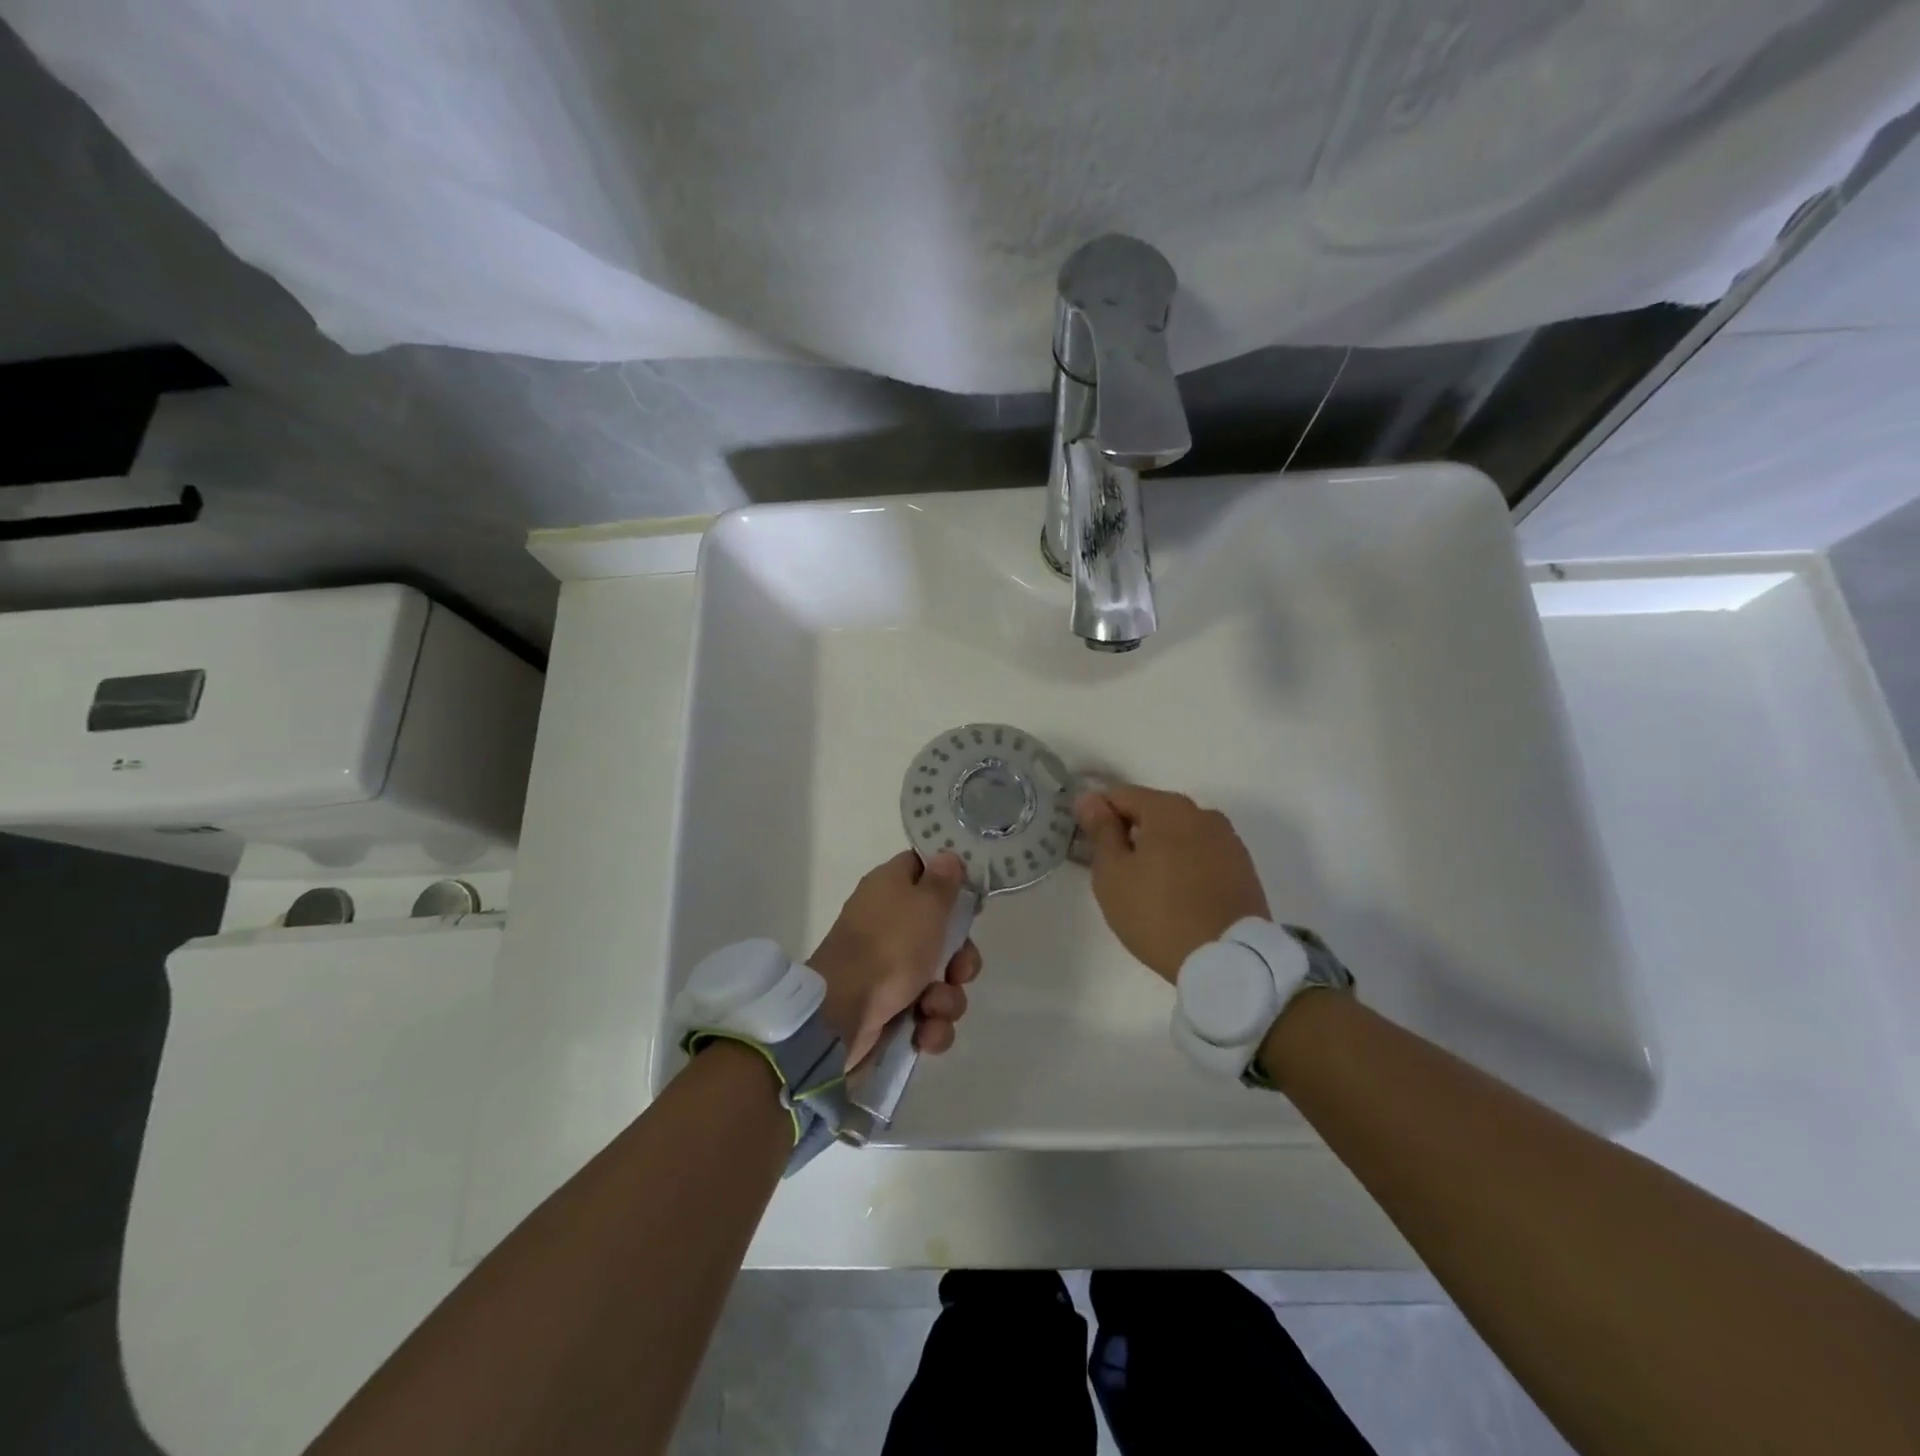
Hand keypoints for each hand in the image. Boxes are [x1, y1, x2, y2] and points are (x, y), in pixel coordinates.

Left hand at [810, 850, 980, 1065]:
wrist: (842, 1014)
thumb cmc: (888, 947)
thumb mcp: (925, 905)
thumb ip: (942, 881)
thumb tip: (947, 855)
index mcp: (890, 888)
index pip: (922, 870)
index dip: (949, 882)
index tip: (971, 898)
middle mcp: (888, 924)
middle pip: (943, 934)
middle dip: (961, 959)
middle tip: (958, 971)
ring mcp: (888, 969)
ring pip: (940, 979)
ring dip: (947, 999)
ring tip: (932, 1008)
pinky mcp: (889, 1009)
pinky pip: (927, 1014)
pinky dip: (930, 1027)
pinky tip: (924, 1033)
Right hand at [1073, 784, 1269, 981]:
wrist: (1229, 961)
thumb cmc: (1158, 914)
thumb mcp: (1113, 874)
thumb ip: (1101, 831)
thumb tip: (1089, 799)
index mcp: (1169, 808)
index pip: (1121, 795)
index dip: (1098, 815)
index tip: (1088, 845)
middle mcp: (1203, 814)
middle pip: (1153, 811)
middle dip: (1130, 832)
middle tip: (1114, 871)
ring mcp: (1229, 841)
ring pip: (1180, 834)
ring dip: (1159, 849)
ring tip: (1147, 887)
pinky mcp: (1244, 869)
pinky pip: (1202, 855)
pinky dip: (1184, 865)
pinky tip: (1176, 895)